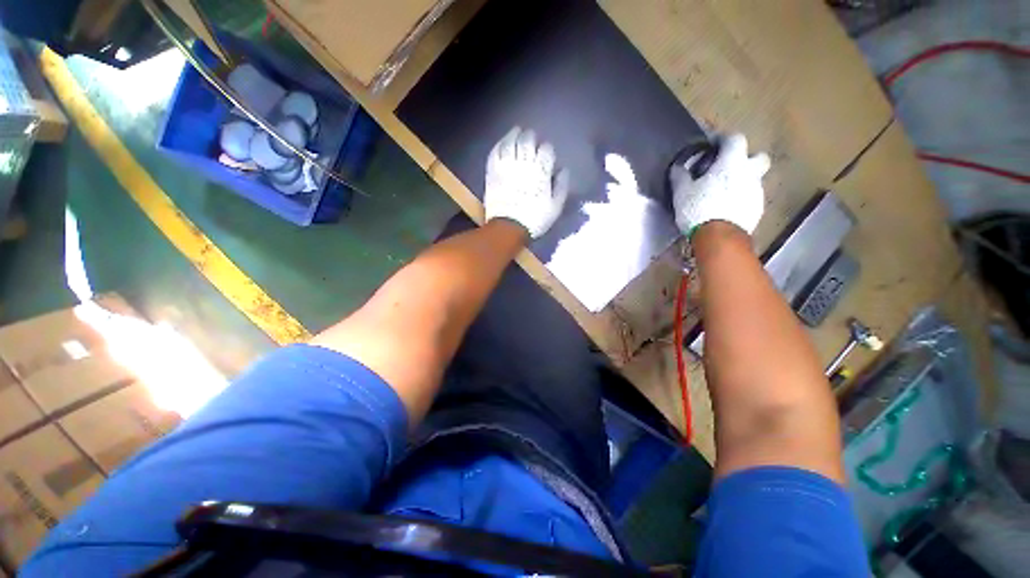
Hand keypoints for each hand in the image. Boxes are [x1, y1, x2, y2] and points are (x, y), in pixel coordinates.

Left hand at [485, 127, 568, 238]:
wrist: (508, 227)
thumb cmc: (534, 219)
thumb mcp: (555, 207)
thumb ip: (561, 187)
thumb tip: (564, 170)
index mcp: (541, 171)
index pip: (546, 150)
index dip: (546, 148)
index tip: (546, 151)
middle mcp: (524, 164)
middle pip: (528, 142)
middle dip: (531, 137)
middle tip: (531, 135)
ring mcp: (506, 166)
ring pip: (510, 143)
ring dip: (514, 134)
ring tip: (517, 130)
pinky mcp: (493, 172)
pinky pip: (495, 152)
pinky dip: (499, 144)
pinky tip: (502, 142)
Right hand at [671, 133, 770, 237]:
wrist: (719, 237)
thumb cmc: (699, 208)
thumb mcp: (681, 192)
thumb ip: (680, 176)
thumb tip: (678, 167)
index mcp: (732, 163)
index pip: (735, 139)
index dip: (723, 139)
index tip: (713, 144)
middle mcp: (749, 173)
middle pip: (758, 157)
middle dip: (746, 159)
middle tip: (729, 168)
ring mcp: (756, 192)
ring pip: (754, 180)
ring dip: (741, 182)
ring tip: (722, 194)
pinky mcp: (757, 210)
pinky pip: (750, 198)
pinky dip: (740, 200)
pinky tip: (726, 209)